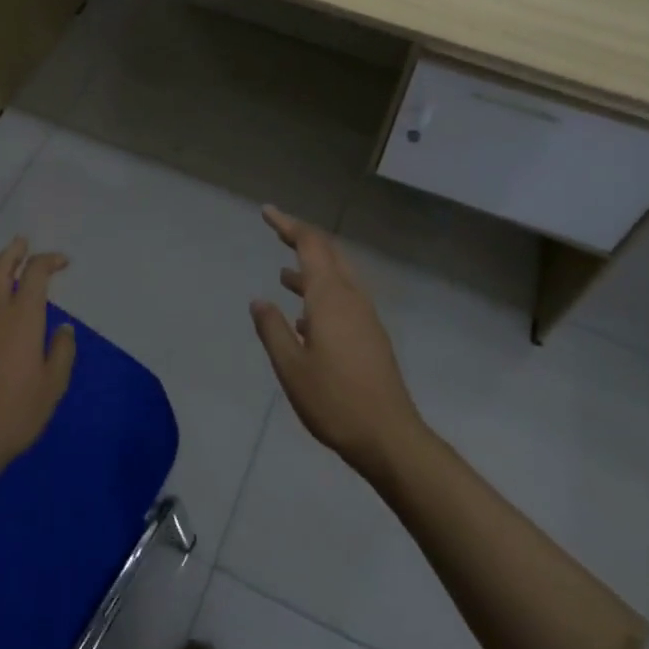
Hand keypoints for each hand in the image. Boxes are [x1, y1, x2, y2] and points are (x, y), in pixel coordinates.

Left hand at [0, 238, 76, 484]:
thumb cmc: (15, 412)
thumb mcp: (53, 385)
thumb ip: (62, 351)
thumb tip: (63, 328)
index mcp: (22, 316)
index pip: (35, 273)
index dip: (49, 260)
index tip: (63, 262)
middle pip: (1, 266)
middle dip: (15, 251)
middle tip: (24, 242)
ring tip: (6, 261)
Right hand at [250, 205, 423, 477]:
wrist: (389, 437)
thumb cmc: (334, 401)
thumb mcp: (291, 367)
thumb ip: (272, 329)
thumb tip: (259, 301)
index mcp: (330, 297)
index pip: (310, 244)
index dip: (288, 225)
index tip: (266, 212)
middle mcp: (351, 297)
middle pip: (329, 253)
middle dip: (302, 238)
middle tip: (276, 231)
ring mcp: (365, 316)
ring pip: (338, 276)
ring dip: (312, 267)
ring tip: (283, 274)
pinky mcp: (371, 335)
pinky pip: (344, 297)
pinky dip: (322, 292)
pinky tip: (304, 318)